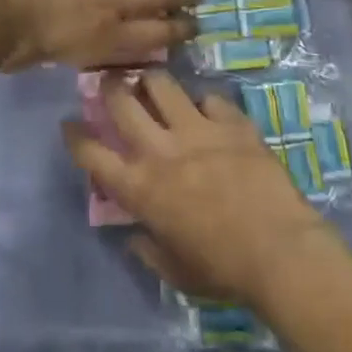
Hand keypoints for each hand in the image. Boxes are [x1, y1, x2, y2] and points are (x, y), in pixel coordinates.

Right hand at [64, 70, 331, 307]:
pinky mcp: (232, 124)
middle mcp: (160, 150)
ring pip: (162, 85)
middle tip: (110, 83)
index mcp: (139, 187)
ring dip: (151, 80)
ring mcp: (197, 131)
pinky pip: (211, 98)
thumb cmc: (222, 270)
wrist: (280, 253)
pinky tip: (208, 110)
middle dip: (108, 86)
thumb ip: (148, 250)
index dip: (75, 135)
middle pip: (121, 102)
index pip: (91, 153)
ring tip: (152, 82)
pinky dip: (204, 102)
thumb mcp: (174, 271)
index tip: (71, 124)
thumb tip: (136, 236)